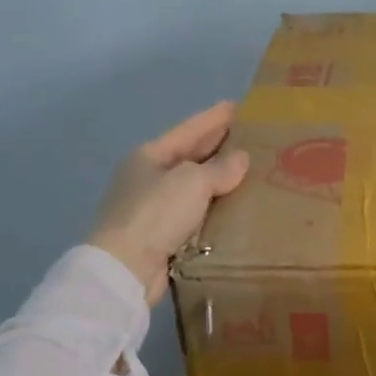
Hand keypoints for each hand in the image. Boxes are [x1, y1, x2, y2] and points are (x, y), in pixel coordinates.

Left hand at [89, 101, 250, 301]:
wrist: (125, 269)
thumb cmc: (156, 213)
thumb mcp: (192, 182)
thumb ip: (220, 168)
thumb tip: (240, 159)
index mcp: (149, 156)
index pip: (189, 130)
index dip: (214, 117)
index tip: (238, 106)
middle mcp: (148, 178)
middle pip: (189, 156)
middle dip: (218, 147)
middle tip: (250, 137)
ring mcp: (152, 208)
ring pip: (193, 187)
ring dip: (218, 180)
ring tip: (249, 172)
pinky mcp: (160, 236)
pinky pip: (194, 214)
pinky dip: (213, 209)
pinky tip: (234, 207)